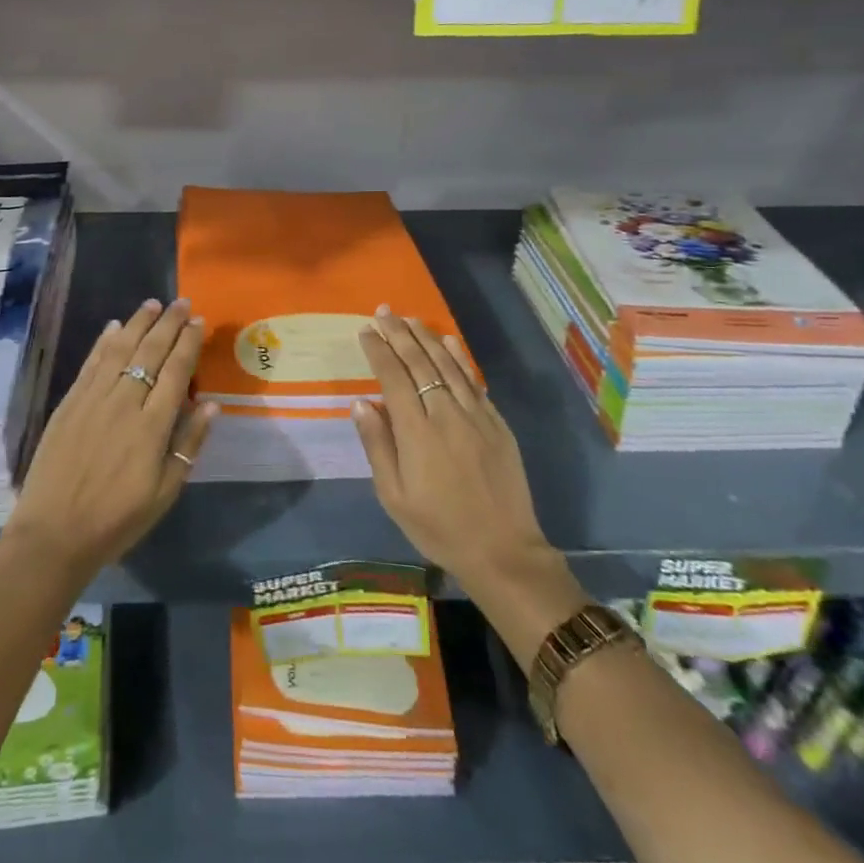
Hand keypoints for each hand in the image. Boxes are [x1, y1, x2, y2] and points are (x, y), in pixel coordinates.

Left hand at [3, 298, 215, 587]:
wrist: (54, 534)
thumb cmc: (117, 520)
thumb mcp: (165, 493)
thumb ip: (189, 445)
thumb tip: (211, 405)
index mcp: (152, 426)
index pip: (176, 371)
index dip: (188, 343)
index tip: (198, 321)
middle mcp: (124, 402)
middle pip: (150, 352)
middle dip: (168, 324)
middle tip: (182, 302)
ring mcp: (93, 399)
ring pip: (120, 349)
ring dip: (138, 323)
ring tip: (152, 304)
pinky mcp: (70, 403)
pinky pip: (91, 363)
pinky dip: (104, 342)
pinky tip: (114, 326)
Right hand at [352, 307, 582, 625]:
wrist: (503, 551)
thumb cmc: (438, 527)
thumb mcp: (394, 496)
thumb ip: (378, 445)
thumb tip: (361, 402)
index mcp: (416, 432)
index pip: (393, 378)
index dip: (378, 351)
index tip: (366, 330)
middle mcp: (445, 414)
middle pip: (419, 363)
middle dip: (399, 334)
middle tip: (383, 311)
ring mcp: (475, 416)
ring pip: (447, 366)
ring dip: (426, 338)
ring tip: (409, 319)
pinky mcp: (497, 424)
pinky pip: (474, 381)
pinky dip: (459, 358)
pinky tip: (449, 342)